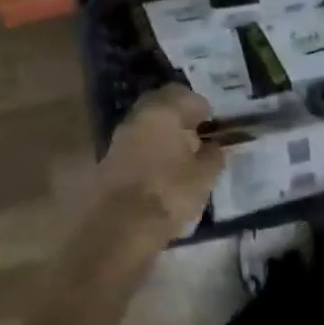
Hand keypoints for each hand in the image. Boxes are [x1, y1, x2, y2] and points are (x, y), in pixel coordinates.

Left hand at [94, 85, 225, 251]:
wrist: (118, 230)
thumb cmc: (168, 194)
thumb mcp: (203, 177)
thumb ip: (212, 157)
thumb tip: (214, 147)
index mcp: (162, 112)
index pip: (183, 94)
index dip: (199, 106)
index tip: (210, 122)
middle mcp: (138, 118)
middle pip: (160, 105)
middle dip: (178, 115)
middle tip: (195, 132)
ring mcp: (119, 139)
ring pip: (145, 125)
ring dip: (162, 133)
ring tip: (181, 154)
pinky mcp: (108, 162)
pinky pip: (135, 146)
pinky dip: (149, 151)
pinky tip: (161, 169)